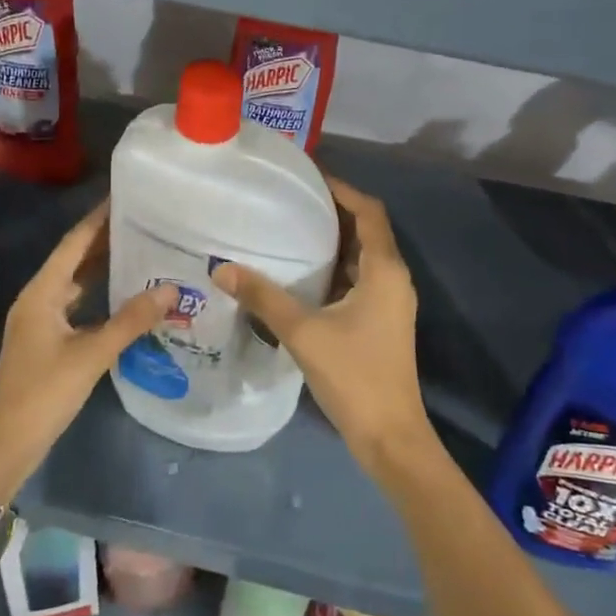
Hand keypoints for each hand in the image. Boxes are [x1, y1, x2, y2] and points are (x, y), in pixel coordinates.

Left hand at [0, 203, 175, 504]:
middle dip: (104, 239)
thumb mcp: (92, 355)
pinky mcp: (46, 339)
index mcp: (41, 292)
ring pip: (74, 281)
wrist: (7, 446)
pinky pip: (75, 303)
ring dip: (102, 266)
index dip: (98, 219)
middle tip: (143, 221)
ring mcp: (40, 320)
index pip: (73, 243)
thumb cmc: (44, 394)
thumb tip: (171, 289)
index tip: (125, 196)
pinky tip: (122, 294)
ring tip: (139, 249)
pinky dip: (97, 293)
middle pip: (73, 259)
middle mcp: (38, 298)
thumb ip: (131, 320)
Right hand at [211, 176, 426, 477]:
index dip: (342, 190)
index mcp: (384, 270)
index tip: (308, 179)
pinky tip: (303, 275)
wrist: (390, 436)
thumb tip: (221, 268)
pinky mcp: (382, 321)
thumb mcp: (303, 332)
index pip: (369, 211)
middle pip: (367, 230)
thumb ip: (263, 297)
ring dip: (334, 241)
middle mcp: (393, 278)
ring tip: (291, 229)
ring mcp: (391, 301)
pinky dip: (336, 268)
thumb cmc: (353, 376)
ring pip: (363, 256)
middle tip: (291, 202)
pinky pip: (360, 279)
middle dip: (333, 213)